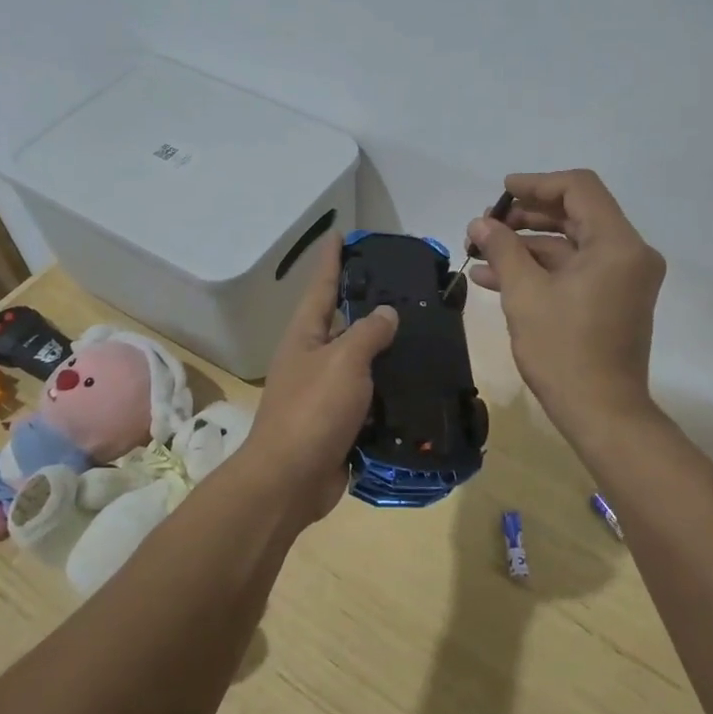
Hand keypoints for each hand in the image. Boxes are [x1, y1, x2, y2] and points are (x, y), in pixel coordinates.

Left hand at [243, 238, 398, 520]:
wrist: (291, 480)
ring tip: (421, 330)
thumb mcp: (343, 361)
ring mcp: (324, 392)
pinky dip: (389, 387)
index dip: (331, 260)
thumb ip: (368, 332)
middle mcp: (311, 358)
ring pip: (359, 361)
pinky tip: (417, 380)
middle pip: (341, 322)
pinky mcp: (339, 421)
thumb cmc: (313, 410)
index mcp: (304, 336)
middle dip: (367, 303)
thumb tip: (386, 313)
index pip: (320, 286)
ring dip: (384, 348)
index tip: (341, 233)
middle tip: (404, 285)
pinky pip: (368, 395)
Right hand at [468, 169, 665, 436]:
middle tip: (485, 225)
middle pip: (575, 214)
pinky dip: (541, 269)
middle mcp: (629, 254)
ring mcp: (623, 278)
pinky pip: (575, 270)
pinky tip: (495, 277)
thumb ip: (502, 249)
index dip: (536, 184)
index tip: (500, 192)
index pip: (579, 188)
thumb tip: (480, 223)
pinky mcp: (613, 299)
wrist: (601, 413)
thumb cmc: (563, 351)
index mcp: (617, 244)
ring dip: (527, 245)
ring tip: (481, 251)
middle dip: (526, 217)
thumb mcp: (525, 294)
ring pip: (571, 244)